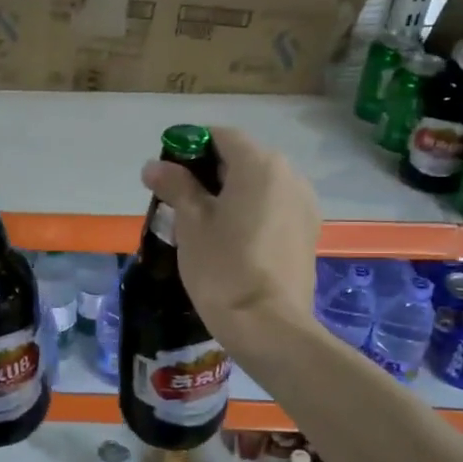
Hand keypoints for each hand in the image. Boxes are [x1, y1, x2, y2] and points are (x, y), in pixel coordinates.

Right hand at [141, 126, 319, 353]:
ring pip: (259, 184)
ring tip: (204, 224)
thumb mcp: (191, 223)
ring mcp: (304, 204)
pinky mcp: (308, 232)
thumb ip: (175, 185)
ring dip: (230, 193)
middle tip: (179, 201)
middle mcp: (289, 175)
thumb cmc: (223, 267)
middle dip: (208, 171)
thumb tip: (154, 165)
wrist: (268, 325)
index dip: (190, 147)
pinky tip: (231, 240)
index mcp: (260, 164)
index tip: (167, 173)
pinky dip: (250, 211)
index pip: (220, 136)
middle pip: (242, 158)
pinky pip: (273, 207)